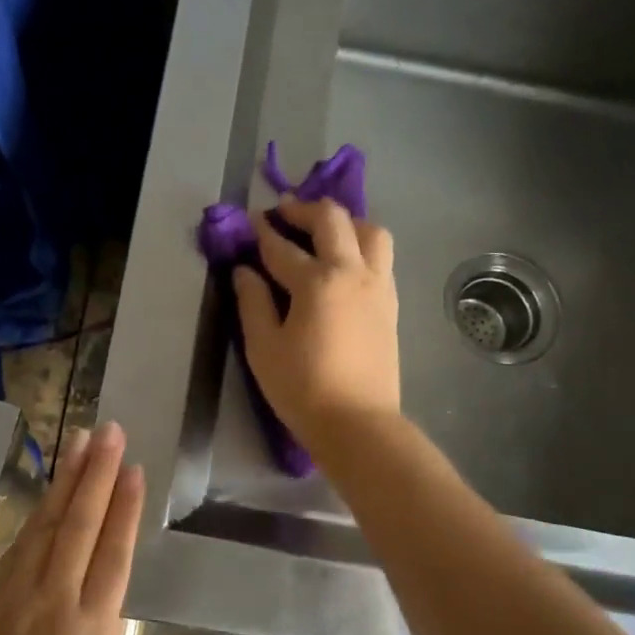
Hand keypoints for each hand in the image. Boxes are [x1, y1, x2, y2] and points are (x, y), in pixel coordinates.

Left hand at [0, 423, 196, 634]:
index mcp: (93, 630)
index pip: (114, 553)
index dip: (125, 506)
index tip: (133, 467)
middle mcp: (58, 597)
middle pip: (81, 523)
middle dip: (97, 472)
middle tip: (108, 429)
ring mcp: (19, 589)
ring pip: (49, 522)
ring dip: (68, 479)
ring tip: (80, 440)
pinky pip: (21, 541)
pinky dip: (39, 511)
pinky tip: (48, 492)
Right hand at [234, 197, 400, 448]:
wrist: (358, 424)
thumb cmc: (302, 388)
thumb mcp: (263, 347)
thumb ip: (252, 302)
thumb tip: (244, 271)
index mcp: (317, 282)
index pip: (282, 247)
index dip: (261, 232)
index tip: (247, 221)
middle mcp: (353, 272)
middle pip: (333, 221)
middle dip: (304, 210)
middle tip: (283, 211)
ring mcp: (378, 286)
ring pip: (371, 232)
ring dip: (345, 222)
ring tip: (324, 231)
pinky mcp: (390, 303)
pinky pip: (381, 257)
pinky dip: (362, 245)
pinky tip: (345, 262)